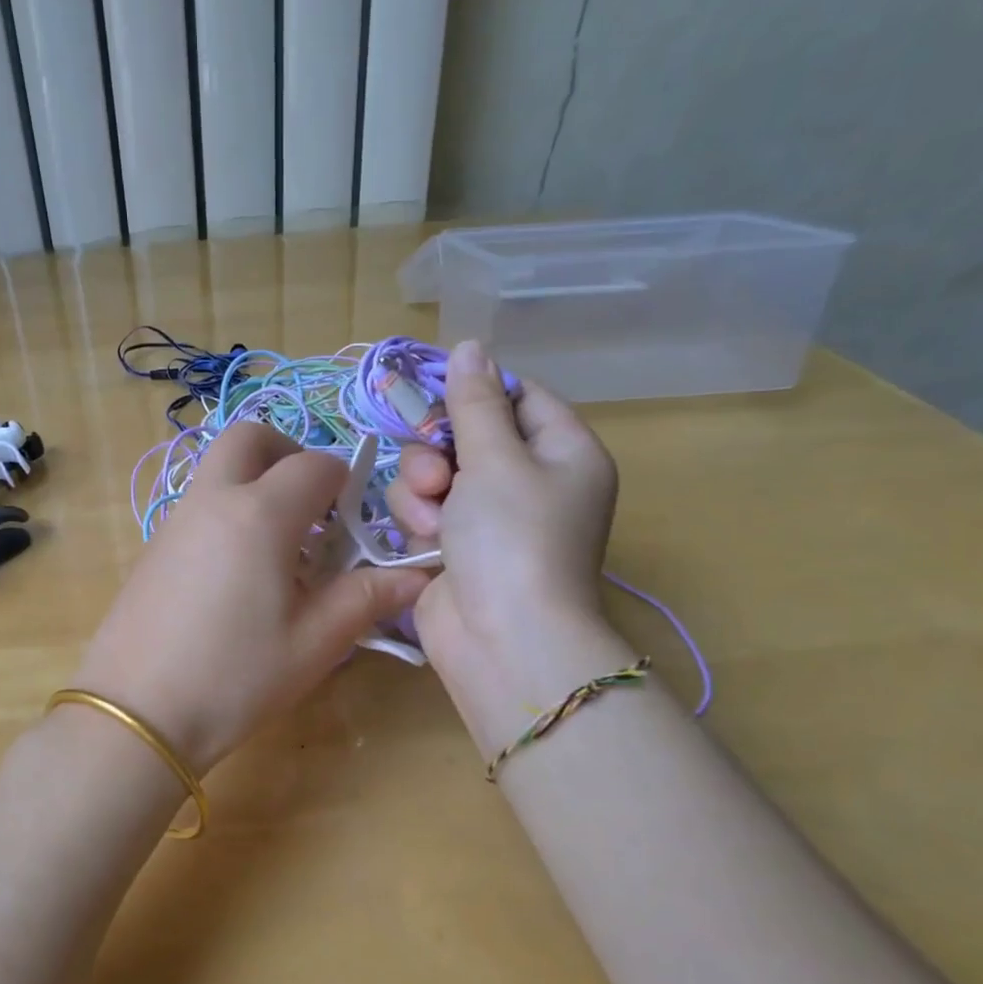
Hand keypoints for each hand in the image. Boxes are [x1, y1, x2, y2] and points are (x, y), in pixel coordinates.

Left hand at [74, 422, 429, 772]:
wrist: (136, 713)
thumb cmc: (235, 677)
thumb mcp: (315, 643)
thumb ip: (367, 598)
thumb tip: (417, 577)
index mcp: (260, 514)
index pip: (315, 465)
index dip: (345, 482)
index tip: (355, 521)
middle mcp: (213, 499)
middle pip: (250, 437)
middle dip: (288, 452)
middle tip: (312, 503)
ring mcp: (174, 520)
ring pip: (218, 467)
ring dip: (255, 481)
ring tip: (281, 547)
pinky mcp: (152, 546)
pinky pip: (198, 503)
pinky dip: (228, 509)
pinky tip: (239, 574)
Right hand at [384, 340, 618, 691]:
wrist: (502, 638)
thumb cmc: (513, 537)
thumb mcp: (497, 458)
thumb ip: (475, 403)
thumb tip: (470, 346)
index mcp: (563, 452)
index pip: (519, 396)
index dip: (476, 390)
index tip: (433, 387)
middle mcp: (529, 481)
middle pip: (468, 434)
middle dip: (439, 450)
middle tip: (436, 472)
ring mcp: (490, 517)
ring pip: (436, 472)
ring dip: (422, 488)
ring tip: (430, 517)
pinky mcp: (455, 546)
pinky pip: (424, 509)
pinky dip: (419, 520)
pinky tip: (424, 541)